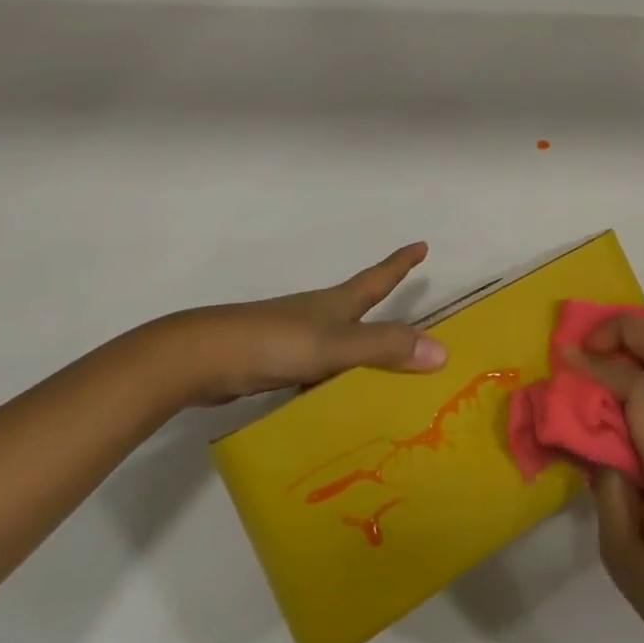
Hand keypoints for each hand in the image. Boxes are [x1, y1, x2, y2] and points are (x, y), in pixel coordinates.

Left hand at [115, 243, 447, 406]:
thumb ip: (383, 349)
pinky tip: (332, 397)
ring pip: (336, 338)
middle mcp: (317, 314)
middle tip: (406, 306)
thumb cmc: (272, 342)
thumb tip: (442, 351)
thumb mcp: (334, 347)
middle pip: (357, 304)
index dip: (399, 263)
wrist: (201, 358)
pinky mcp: (273, 361)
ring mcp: (292, 337)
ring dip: (359, 346)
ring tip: (379, 368)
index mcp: (335, 305)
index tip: (421, 245)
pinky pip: (316, 366)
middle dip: (381, 301)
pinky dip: (332, 375)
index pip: (377, 278)